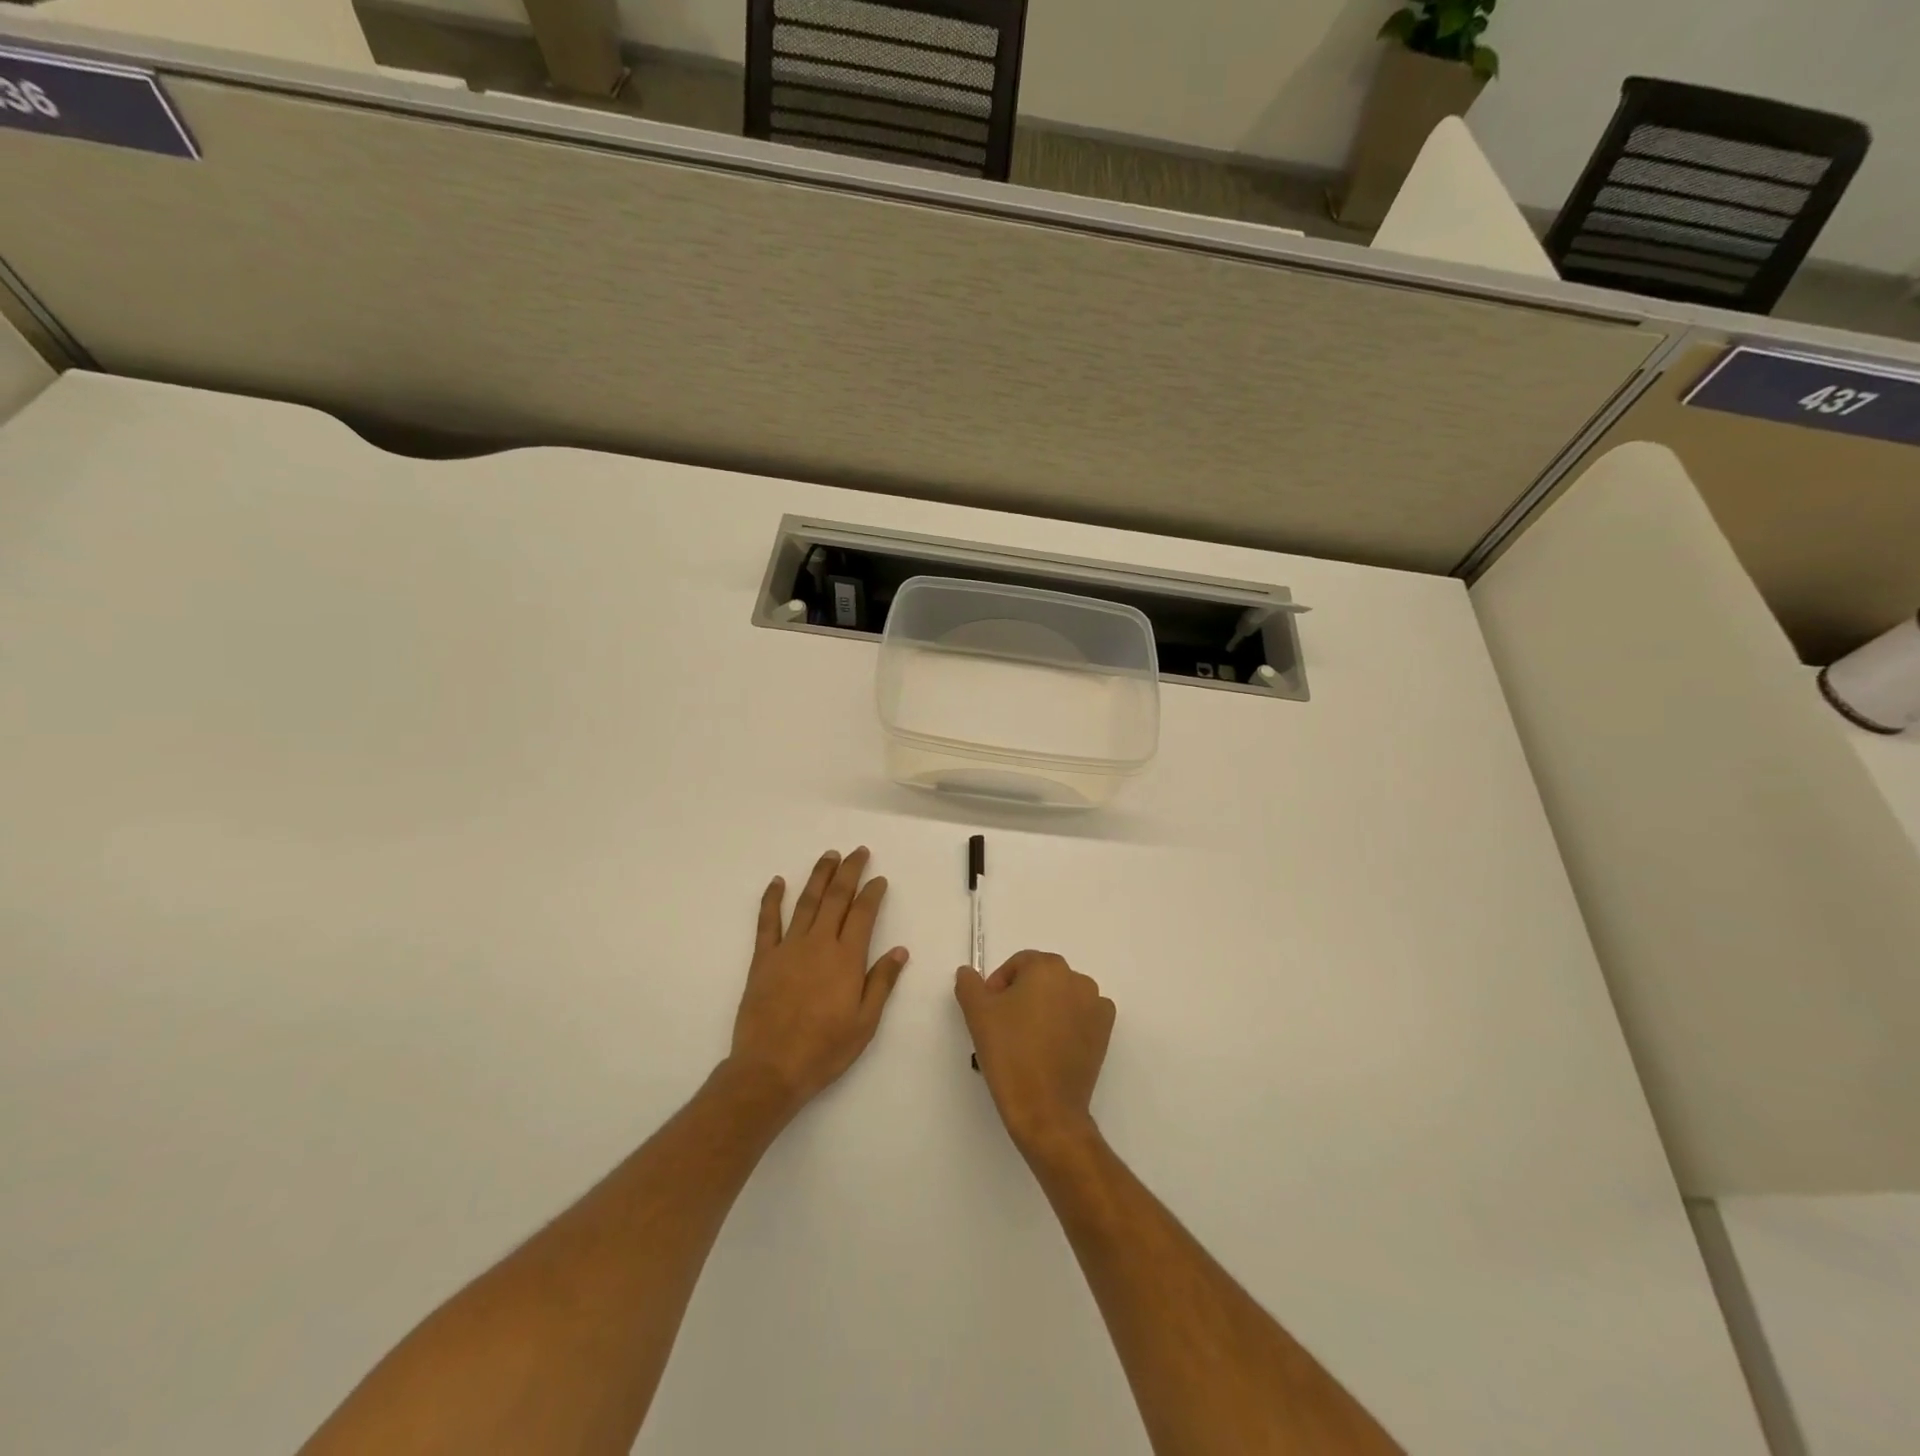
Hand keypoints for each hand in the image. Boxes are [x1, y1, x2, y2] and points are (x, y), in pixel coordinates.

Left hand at [728, 848, 909, 1115]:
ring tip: (829, 856)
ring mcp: (788, 948)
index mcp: (847, 958)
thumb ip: (882, 982)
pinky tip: (778, 881)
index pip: (863, 913)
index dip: (873, 892)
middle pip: (836, 898)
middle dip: (849, 871)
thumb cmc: (825, 1049)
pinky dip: (772, 899)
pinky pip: (767, 922)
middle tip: (857, 852)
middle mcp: (819, 943)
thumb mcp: (865, 1022)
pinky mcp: (763, 958)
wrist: (771, 1068)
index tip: (880, 879)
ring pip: (806, 901)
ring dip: (819, 876)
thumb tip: (900, 950)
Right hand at [955, 951, 1114, 1157]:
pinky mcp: (1106, 1031)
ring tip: (1027, 1041)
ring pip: (1061, 997)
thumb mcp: (977, 1014)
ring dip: (1044, 1009)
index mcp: (1047, 967)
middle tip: (1004, 1028)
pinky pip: (1081, 1016)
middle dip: (1021, 996)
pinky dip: (1067, 1024)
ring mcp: (1096, 1005)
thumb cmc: (1010, 1054)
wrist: (1046, 1109)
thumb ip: (969, 984)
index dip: (999, 985)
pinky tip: (1051, 1048)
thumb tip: (968, 972)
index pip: (1018, 964)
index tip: (990, 1013)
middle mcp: (1077, 979)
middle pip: (1041, 978)